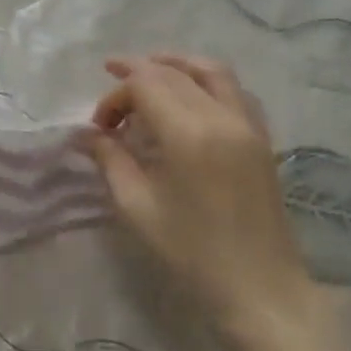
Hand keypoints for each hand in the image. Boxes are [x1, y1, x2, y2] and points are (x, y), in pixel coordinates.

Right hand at [90, 53, 323, 342]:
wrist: (258, 286)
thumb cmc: (190, 251)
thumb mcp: (137, 206)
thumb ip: (111, 160)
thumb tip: (87, 135)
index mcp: (188, 132)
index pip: (145, 84)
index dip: (115, 97)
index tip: (99, 129)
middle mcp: (222, 116)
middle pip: (174, 73)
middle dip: (137, 77)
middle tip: (111, 98)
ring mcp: (248, 124)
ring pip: (212, 71)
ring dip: (176, 65)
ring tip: (149, 71)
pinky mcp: (262, 138)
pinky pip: (234, 91)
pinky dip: (207, 81)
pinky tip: (190, 97)